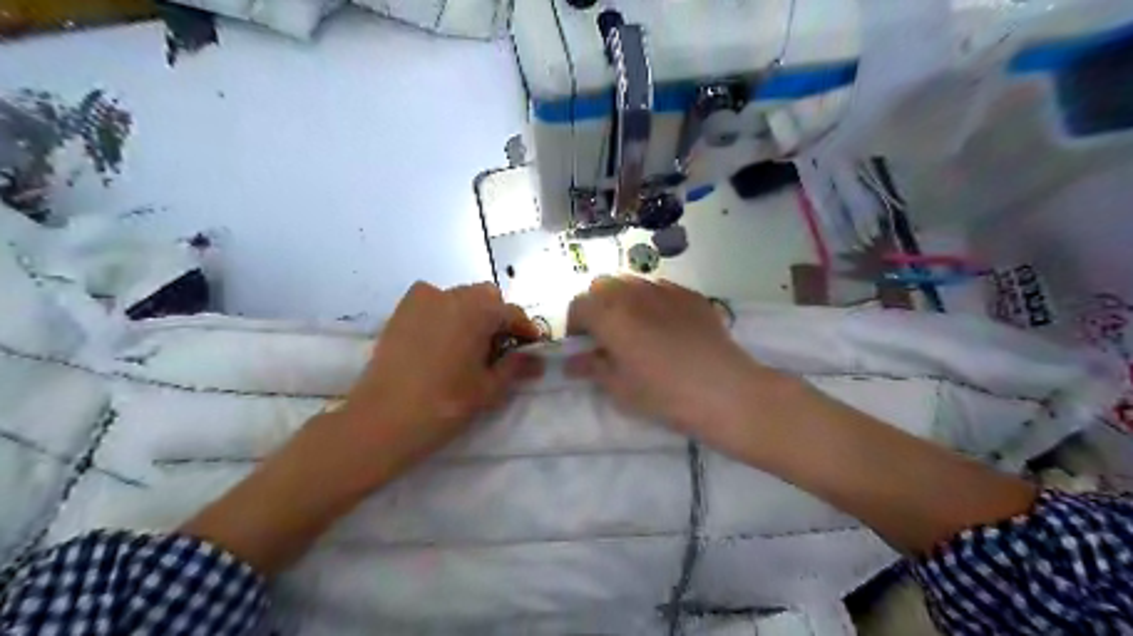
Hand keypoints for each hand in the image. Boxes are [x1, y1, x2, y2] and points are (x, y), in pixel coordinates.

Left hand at [340, 281, 542, 469]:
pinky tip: (443, 341)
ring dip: (472, 314)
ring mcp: (422, 299)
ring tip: (470, 346)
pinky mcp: (401, 311)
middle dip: (498, 318)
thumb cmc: (445, 404)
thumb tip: (535, 359)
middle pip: (486, 298)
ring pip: (459, 298)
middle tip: (499, 349)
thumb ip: (515, 367)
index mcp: (478, 310)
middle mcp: (452, 295)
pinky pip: (433, 302)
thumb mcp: (489, 388)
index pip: (512, 313)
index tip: (531, 347)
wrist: (382, 419)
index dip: (525, 330)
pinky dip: (445, 314)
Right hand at [565, 277, 788, 449]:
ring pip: (632, 283)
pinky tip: (667, 326)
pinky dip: (652, 301)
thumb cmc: (663, 393)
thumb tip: (572, 362)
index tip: (583, 344)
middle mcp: (633, 293)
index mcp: (610, 315)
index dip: (575, 324)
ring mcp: (665, 290)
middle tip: (607, 334)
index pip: (579, 305)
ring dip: (624, 299)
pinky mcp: (691, 295)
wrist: (723, 390)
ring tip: (637, 327)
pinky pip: (661, 288)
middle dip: (598, 305)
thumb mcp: (620, 387)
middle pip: (603, 286)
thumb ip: (592, 367)